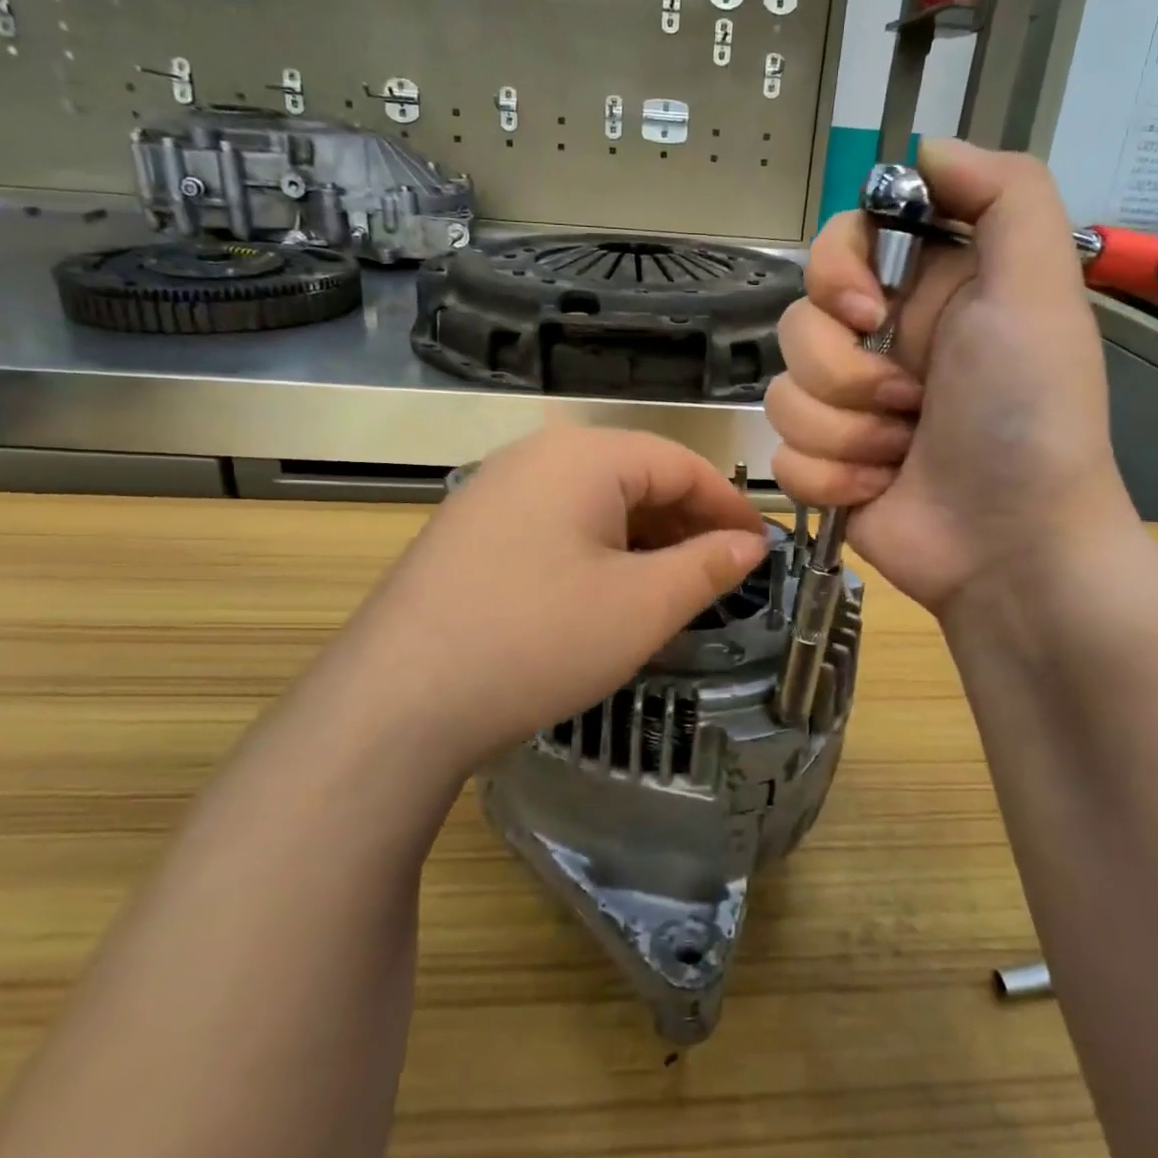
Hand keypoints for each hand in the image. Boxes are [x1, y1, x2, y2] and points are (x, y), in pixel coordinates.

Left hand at [322, 427, 768, 777]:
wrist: (395, 702)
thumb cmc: (538, 640)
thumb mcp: (641, 607)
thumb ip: (707, 566)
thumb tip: (750, 543)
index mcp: (583, 455)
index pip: (680, 463)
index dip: (729, 504)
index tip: (762, 547)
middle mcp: (536, 456)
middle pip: (636, 477)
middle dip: (687, 523)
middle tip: (723, 574)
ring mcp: (494, 491)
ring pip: (594, 503)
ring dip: (643, 540)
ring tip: (673, 589)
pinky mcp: (470, 531)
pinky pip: (555, 524)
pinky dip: (597, 551)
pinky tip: (607, 594)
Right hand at [765, 139, 1135, 612]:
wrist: (1012, 544)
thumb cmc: (1028, 415)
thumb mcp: (1040, 289)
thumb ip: (1004, 195)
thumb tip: (925, 147)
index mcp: (923, 293)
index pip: (836, 245)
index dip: (834, 272)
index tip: (866, 311)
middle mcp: (879, 344)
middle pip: (797, 323)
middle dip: (848, 373)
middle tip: (909, 403)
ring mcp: (847, 409)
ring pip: (784, 393)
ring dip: (847, 432)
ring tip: (901, 455)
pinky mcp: (824, 464)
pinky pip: (781, 452)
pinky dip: (831, 475)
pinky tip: (879, 489)